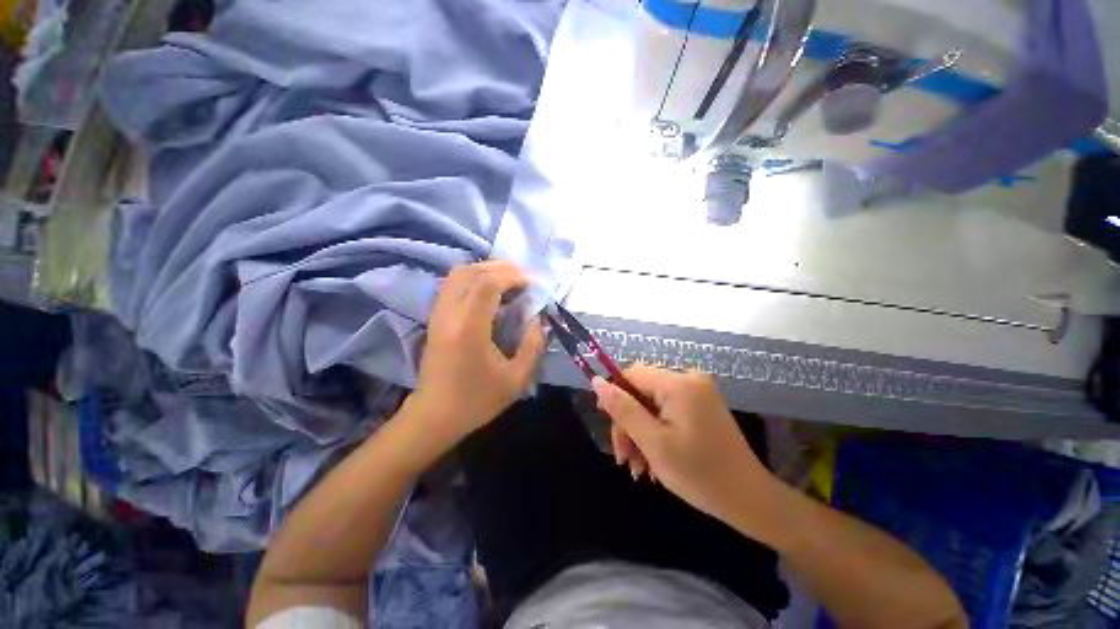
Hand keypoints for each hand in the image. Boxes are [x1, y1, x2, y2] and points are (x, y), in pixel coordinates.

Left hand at [411, 261, 545, 444]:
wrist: (434, 416)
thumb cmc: (477, 400)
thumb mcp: (517, 379)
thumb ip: (533, 345)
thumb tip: (538, 319)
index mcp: (469, 328)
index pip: (487, 284)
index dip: (512, 276)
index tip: (531, 283)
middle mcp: (449, 314)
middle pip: (470, 272)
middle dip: (499, 267)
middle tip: (522, 277)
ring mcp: (438, 314)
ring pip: (457, 275)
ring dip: (484, 270)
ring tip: (508, 280)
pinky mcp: (435, 318)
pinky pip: (452, 285)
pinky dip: (473, 279)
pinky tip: (489, 291)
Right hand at [592, 365, 777, 527]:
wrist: (749, 500)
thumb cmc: (699, 474)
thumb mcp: (653, 442)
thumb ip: (623, 409)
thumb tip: (597, 381)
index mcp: (678, 384)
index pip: (631, 373)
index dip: (614, 395)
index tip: (608, 425)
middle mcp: (689, 379)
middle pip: (641, 390)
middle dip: (628, 423)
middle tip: (624, 458)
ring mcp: (697, 392)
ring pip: (651, 403)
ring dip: (640, 432)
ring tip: (637, 468)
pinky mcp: (701, 405)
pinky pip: (667, 410)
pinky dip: (656, 431)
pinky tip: (653, 461)